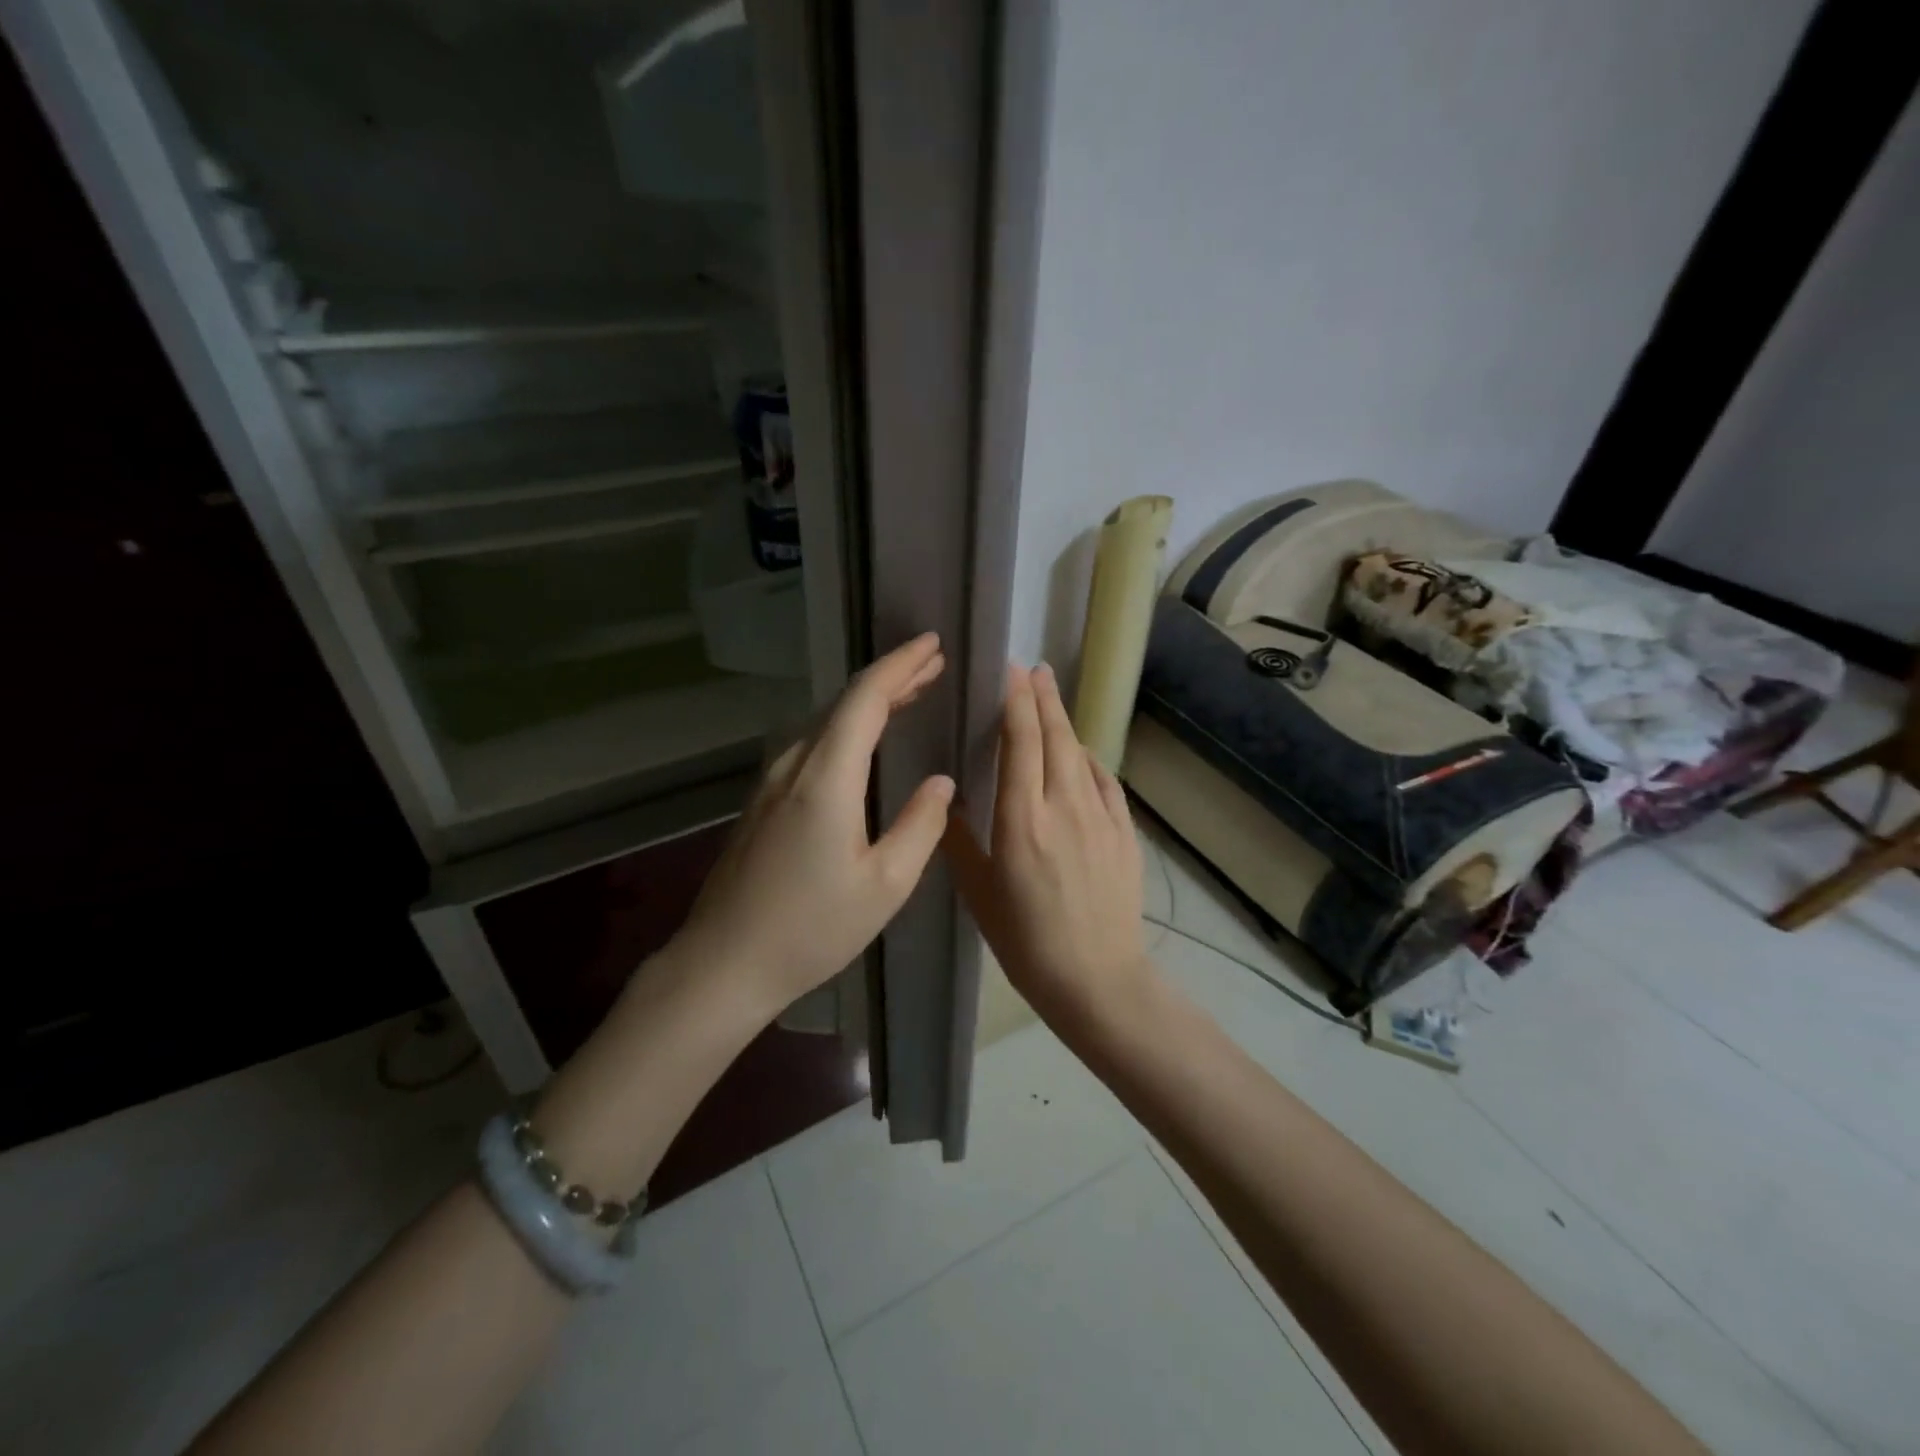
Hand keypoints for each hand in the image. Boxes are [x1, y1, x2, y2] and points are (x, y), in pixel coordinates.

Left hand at [673, 632, 954, 1015]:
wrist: (724, 963)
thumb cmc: (811, 929)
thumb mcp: (885, 885)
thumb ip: (920, 826)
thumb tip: (942, 782)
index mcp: (826, 779)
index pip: (866, 700)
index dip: (901, 666)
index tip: (933, 646)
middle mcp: (795, 766)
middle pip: (844, 703)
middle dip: (892, 677)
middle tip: (933, 664)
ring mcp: (772, 781)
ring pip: (825, 721)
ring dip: (869, 701)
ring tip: (910, 693)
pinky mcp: (763, 800)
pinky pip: (812, 743)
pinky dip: (846, 727)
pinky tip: (864, 740)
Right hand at [945, 663, 1153, 1022]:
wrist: (1097, 980)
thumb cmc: (1026, 942)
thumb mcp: (979, 893)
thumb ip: (961, 840)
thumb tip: (949, 799)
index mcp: (1022, 819)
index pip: (1020, 743)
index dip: (1016, 702)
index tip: (1010, 672)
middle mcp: (1064, 806)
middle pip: (1055, 737)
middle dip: (1043, 697)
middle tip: (1033, 669)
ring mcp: (1101, 817)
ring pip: (1082, 754)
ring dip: (1065, 723)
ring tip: (1051, 701)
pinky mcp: (1124, 833)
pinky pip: (1106, 782)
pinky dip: (1090, 760)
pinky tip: (1082, 757)